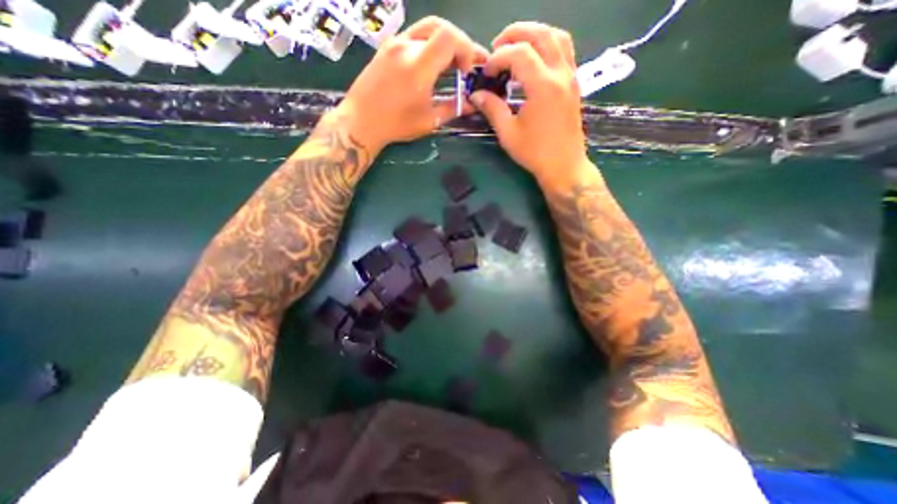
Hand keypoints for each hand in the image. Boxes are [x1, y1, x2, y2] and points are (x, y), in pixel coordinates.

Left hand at [333, 16, 486, 155]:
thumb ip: (452, 109)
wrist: (361, 121)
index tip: (467, 71)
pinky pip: (414, 35)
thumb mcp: (429, 121)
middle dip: (459, 43)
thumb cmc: (396, 125)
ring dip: (444, 42)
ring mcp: (394, 43)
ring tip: (451, 63)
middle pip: (441, 27)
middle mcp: (406, 46)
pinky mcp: (387, 47)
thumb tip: (471, 105)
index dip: (466, 49)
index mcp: (419, 66)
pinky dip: (429, 44)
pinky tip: (432, 63)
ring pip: (427, 28)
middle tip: (465, 65)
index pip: (450, 37)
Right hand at [471, 22, 589, 185]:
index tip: (487, 73)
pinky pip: (564, 50)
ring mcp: (570, 76)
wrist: (563, 165)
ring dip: (534, 35)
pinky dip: (547, 45)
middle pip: (540, 34)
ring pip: (556, 36)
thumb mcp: (508, 133)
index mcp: (542, 86)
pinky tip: (534, 60)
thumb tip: (477, 94)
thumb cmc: (534, 153)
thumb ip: (492, 109)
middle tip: (497, 48)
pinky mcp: (574, 83)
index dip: (498, 58)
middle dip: (515, 34)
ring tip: (515, 48)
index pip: (519, 53)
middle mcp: (560, 74)